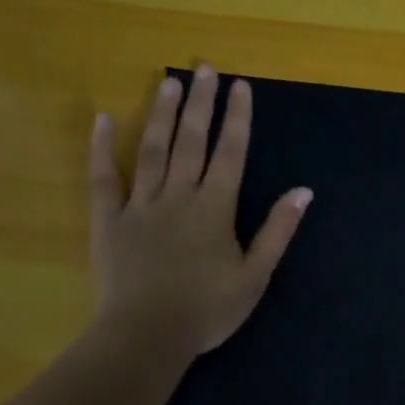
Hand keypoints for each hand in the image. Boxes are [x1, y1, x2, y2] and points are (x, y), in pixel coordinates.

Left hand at [89, 66, 311, 358]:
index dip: (237, 118)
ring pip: (152, 150)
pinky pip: (103, 179)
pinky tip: (104, 119)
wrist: (147, 336)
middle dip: (201, 103)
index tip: (240, 85)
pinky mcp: (108, 221)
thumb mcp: (255, 275)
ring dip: (162, 114)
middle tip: (204, 67)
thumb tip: (303, 191)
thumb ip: (278, 230)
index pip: (231, 153)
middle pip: (192, 141)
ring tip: (168, 81)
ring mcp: (140, 205)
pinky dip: (101, 149)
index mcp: (215, 208)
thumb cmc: (207, 310)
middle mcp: (179, 196)